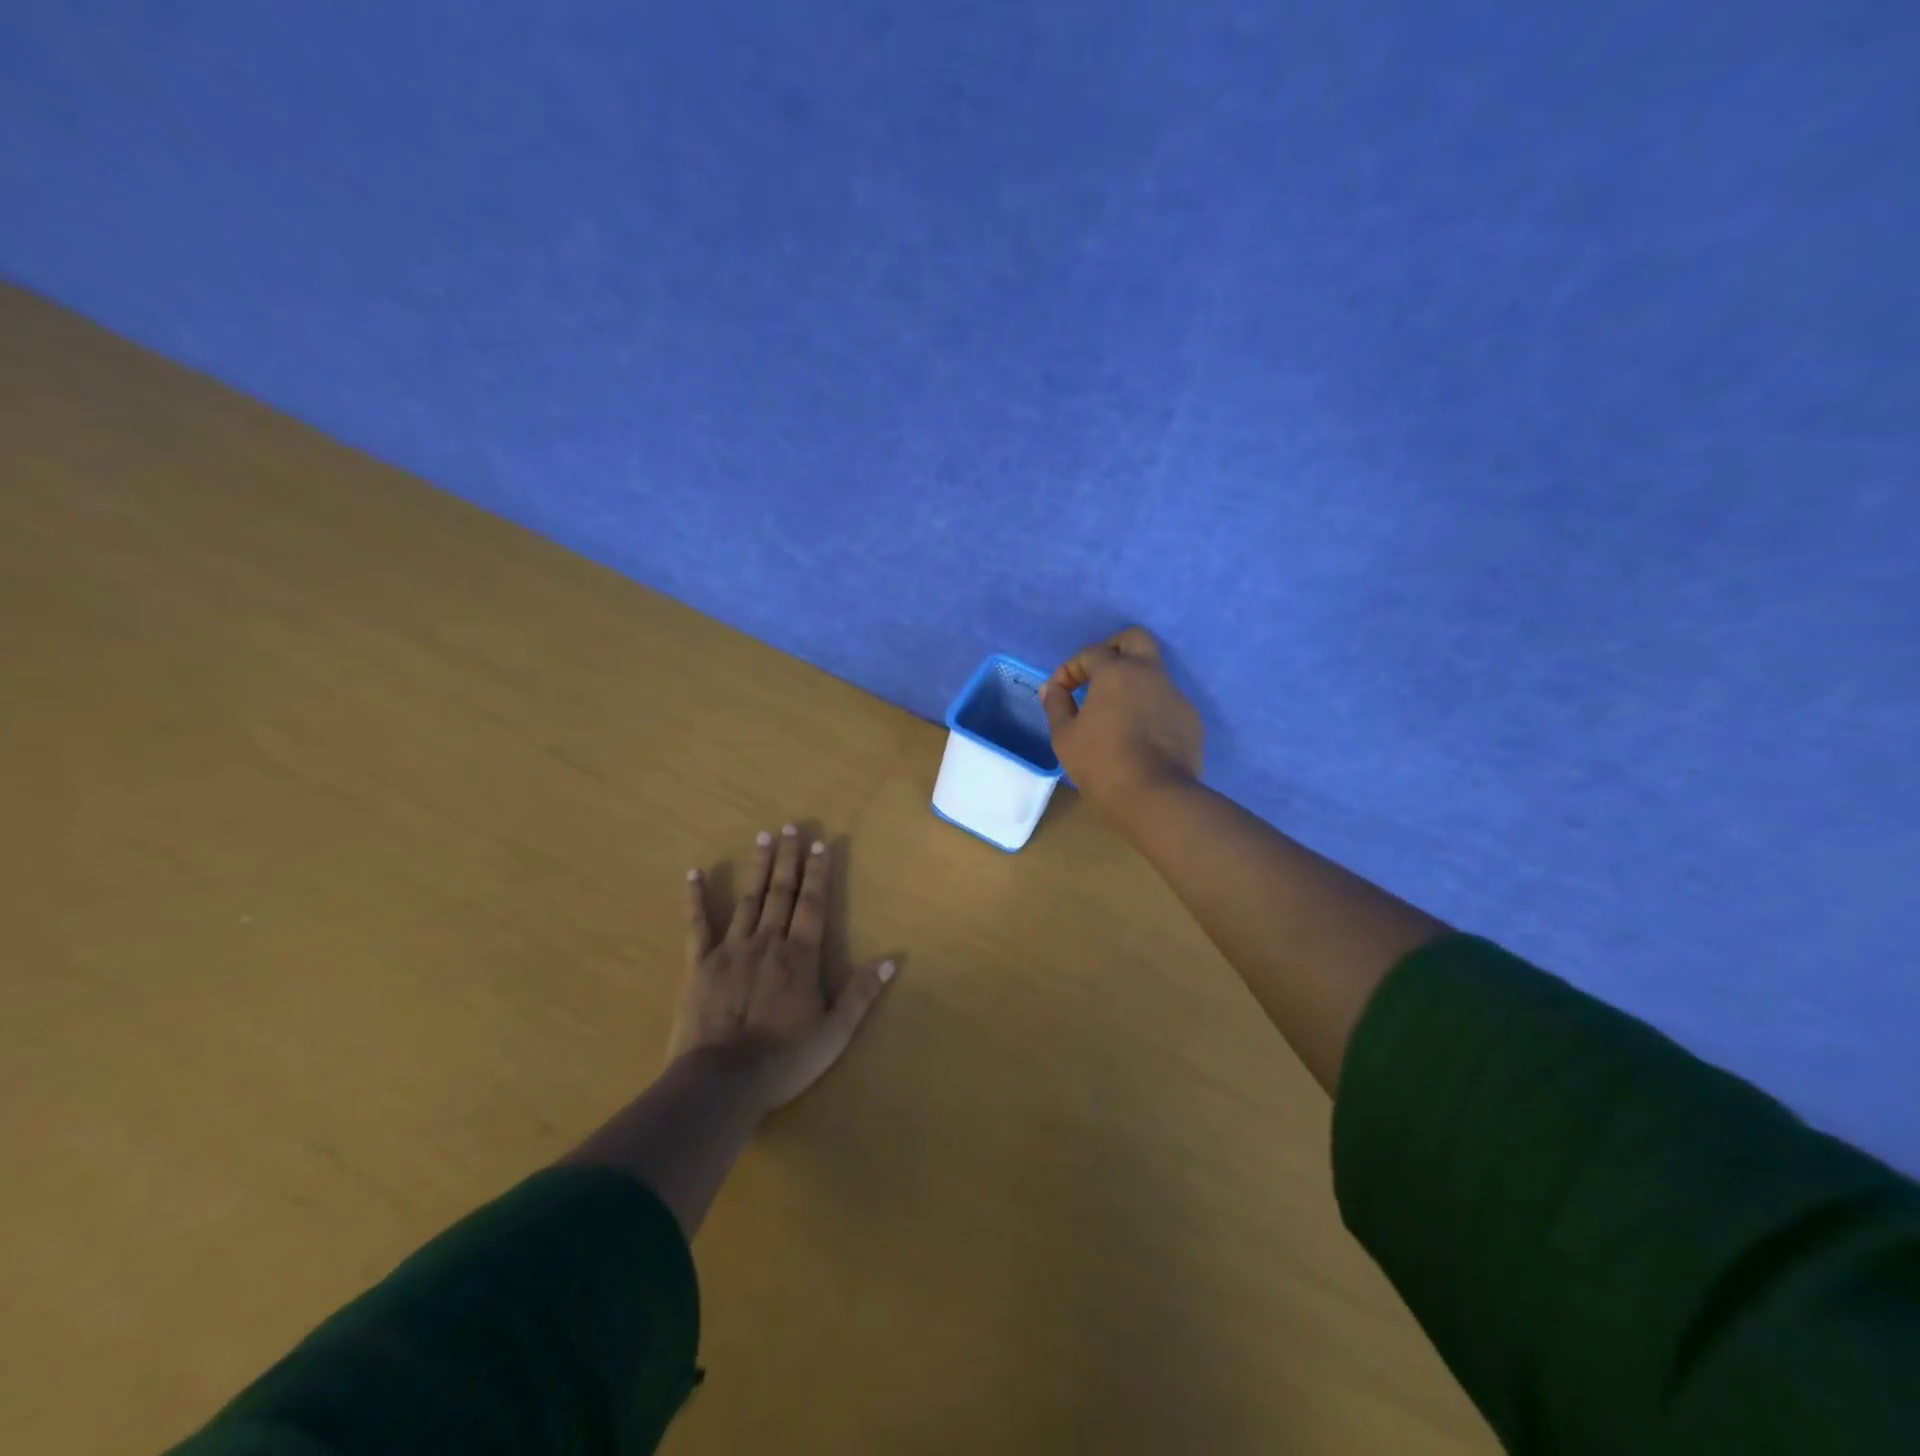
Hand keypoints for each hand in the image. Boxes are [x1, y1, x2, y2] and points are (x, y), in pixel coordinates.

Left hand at [668, 825, 896, 1116]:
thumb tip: (892, 959)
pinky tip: (695, 873)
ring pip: (748, 898)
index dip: (818, 873)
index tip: (820, 844)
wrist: (723, 1081)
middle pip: (781, 892)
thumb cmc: (785, 1059)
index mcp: (800, 956)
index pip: (813, 904)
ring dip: (757, 867)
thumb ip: (861, 993)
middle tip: (791, 826)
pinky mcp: (700, 964)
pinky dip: (696, 898)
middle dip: (789, 858)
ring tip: (763, 836)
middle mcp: (768, 941)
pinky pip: (698, 924)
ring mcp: (731, 949)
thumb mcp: (835, 1033)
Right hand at [1039, 627, 1203, 808]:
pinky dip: (1149, 707)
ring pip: (1154, 672)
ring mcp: (1175, 695)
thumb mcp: (1065, 736)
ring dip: (1133, 682)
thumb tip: (1053, 688)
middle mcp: (1150, 673)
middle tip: (1096, 675)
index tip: (1059, 692)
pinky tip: (1139, 734)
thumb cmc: (1102, 762)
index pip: (1090, 654)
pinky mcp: (1190, 719)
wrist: (1156, 796)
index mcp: (1116, 672)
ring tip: (1116, 711)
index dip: (1069, 669)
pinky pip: (1166, 701)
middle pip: (1135, 639)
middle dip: (1112, 649)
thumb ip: (1056, 705)